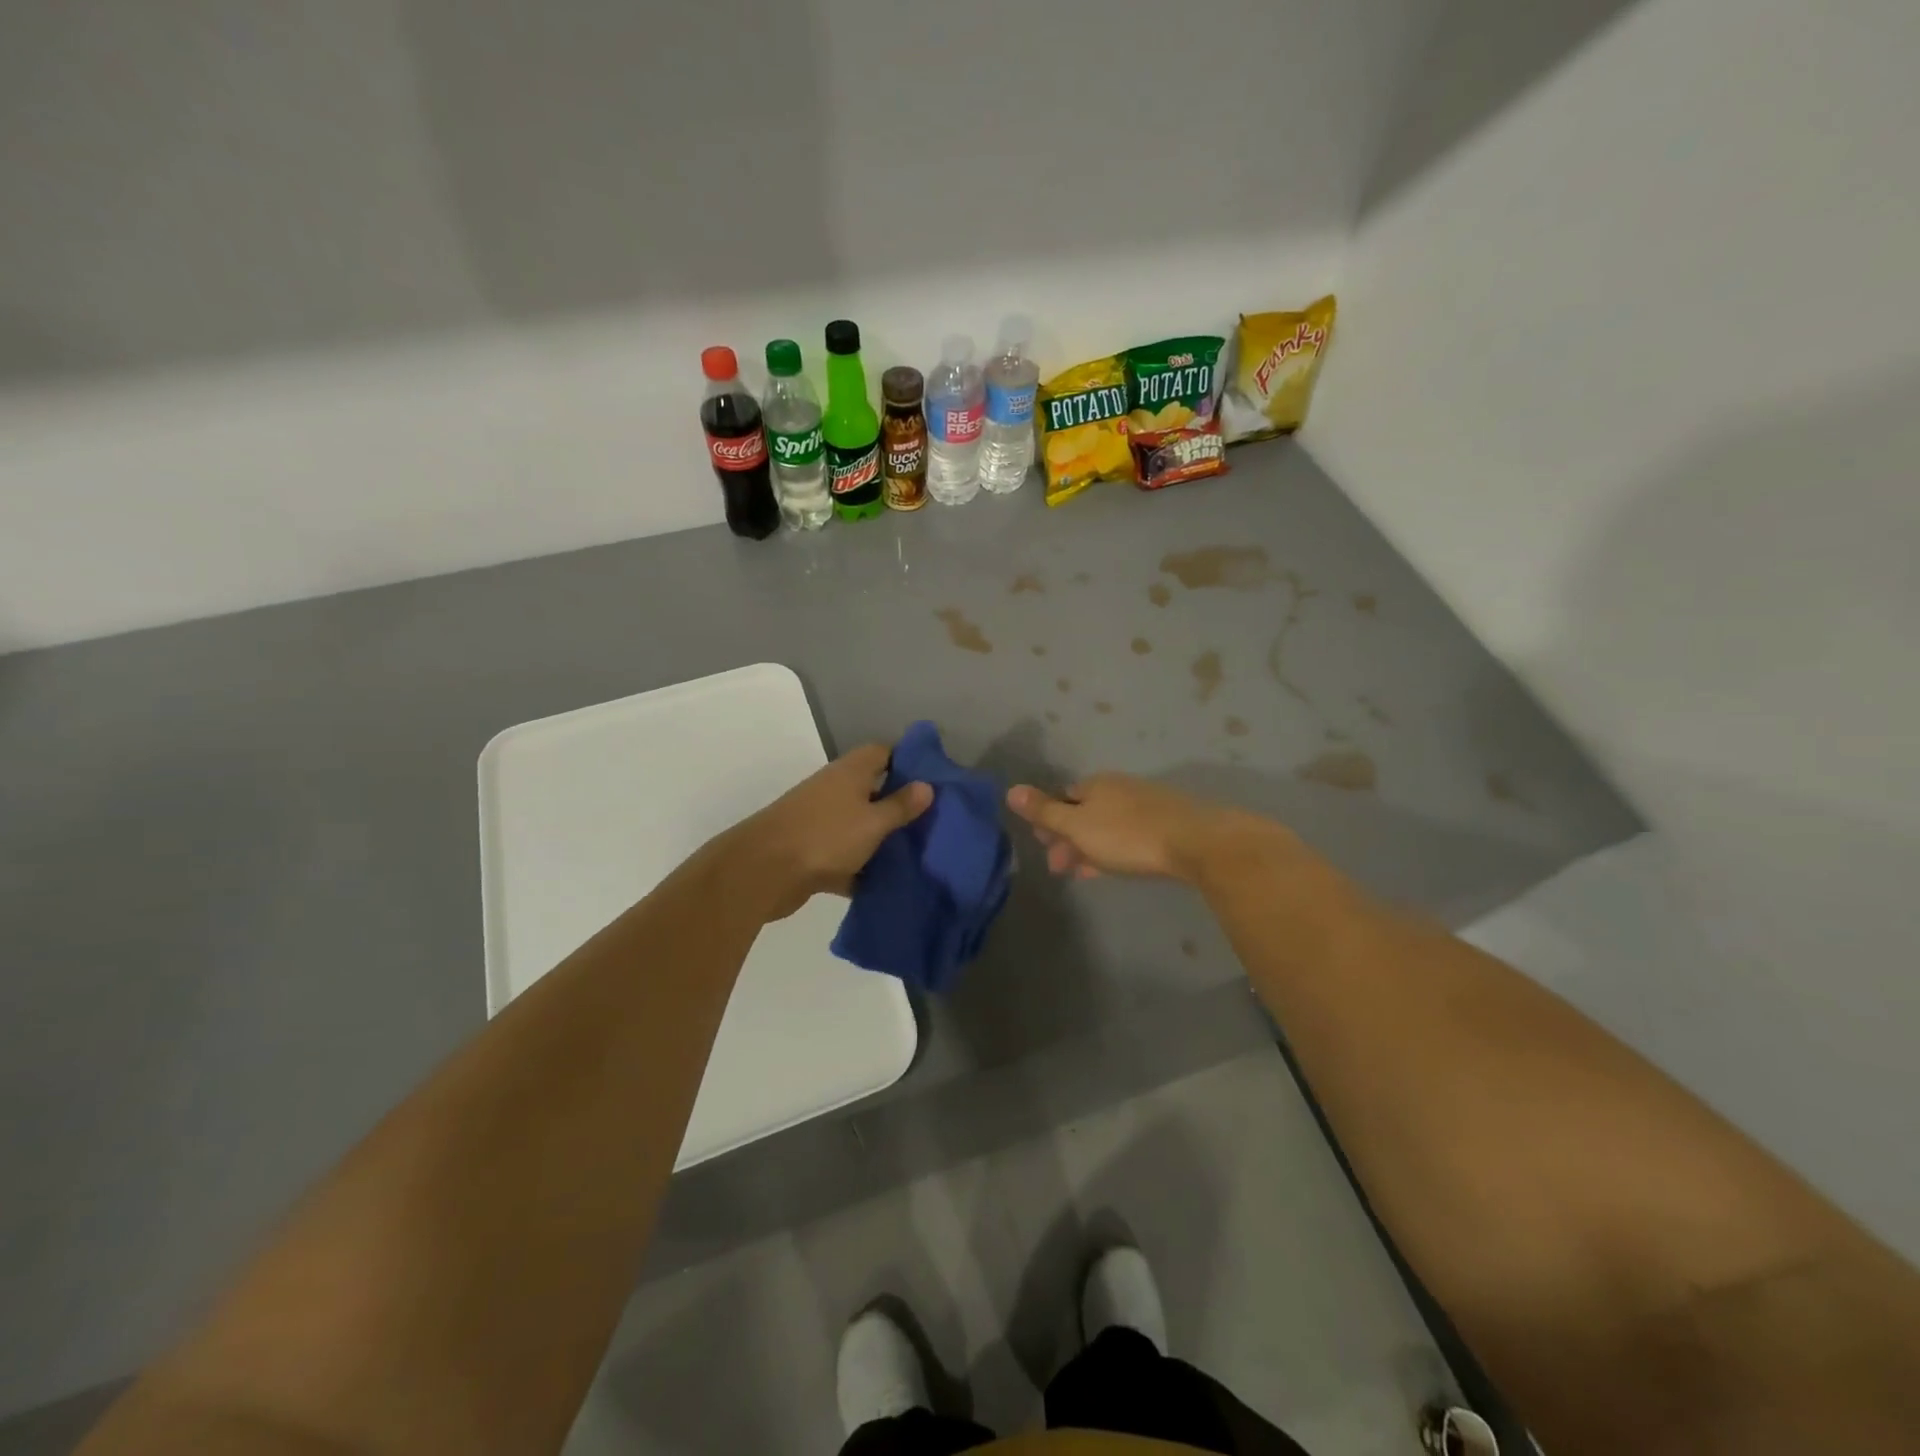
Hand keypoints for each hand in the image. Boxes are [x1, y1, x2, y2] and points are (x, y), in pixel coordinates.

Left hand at [730, 744, 931, 920]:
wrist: (764, 872)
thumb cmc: (826, 837)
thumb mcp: (872, 822)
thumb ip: (900, 806)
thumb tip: (927, 785)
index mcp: (850, 772)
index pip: (883, 752)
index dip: (909, 761)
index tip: (935, 780)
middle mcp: (835, 790)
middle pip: (873, 790)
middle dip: (900, 805)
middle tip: (934, 821)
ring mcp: (822, 822)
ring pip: (860, 826)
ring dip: (882, 840)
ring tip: (919, 854)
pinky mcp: (813, 853)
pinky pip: (846, 857)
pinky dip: (862, 868)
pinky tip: (888, 884)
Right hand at [1006, 773, 1270, 882]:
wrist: (1196, 842)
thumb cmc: (1128, 835)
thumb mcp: (1078, 826)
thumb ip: (1045, 812)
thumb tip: (1010, 790)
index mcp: (1095, 785)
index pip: (1062, 798)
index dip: (1049, 822)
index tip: (1043, 847)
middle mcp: (1118, 788)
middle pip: (1084, 812)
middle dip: (1068, 838)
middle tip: (1060, 868)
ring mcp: (1144, 805)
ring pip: (1106, 826)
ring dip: (1089, 847)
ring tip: (1083, 872)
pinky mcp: (1165, 823)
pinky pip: (1128, 836)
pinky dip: (1112, 850)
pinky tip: (1113, 867)